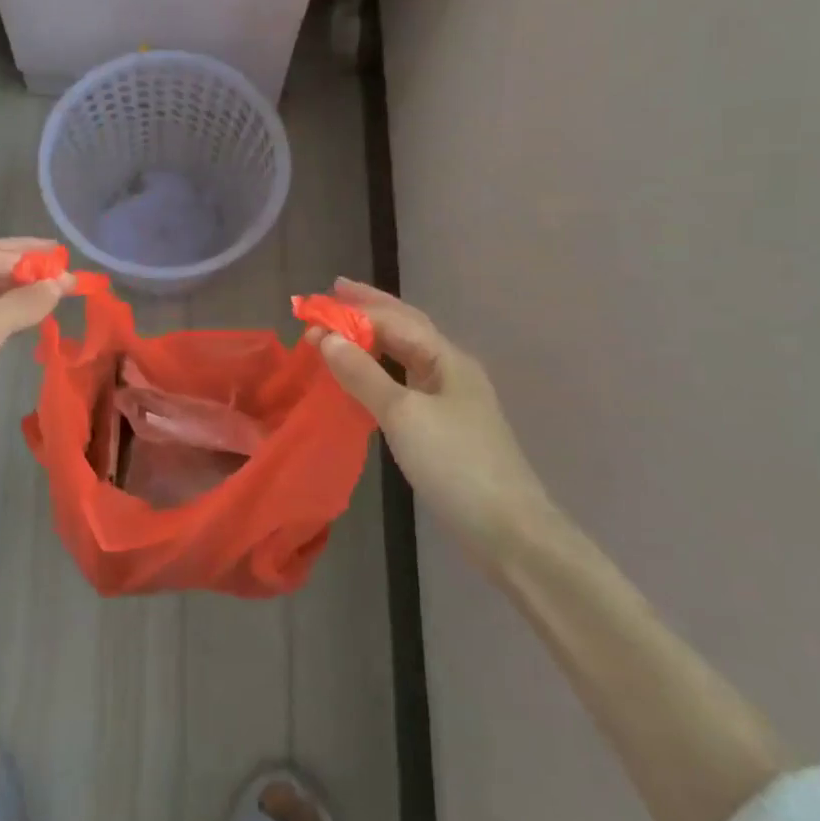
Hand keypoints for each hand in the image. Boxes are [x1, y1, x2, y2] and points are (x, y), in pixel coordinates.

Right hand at [308, 278, 551, 569]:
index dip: (352, 311)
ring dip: (375, 335)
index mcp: (446, 358)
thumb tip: (325, 336)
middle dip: (370, 307)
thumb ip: (362, 374)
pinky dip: (381, 367)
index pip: (393, 320)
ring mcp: (452, 397)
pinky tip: (369, 374)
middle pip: (406, 327)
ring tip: (345, 326)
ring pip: (408, 353)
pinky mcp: (446, 424)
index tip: (312, 307)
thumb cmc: (455, 463)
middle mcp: (451, 369)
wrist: (508, 529)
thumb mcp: (402, 415)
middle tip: (334, 291)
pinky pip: (406, 380)